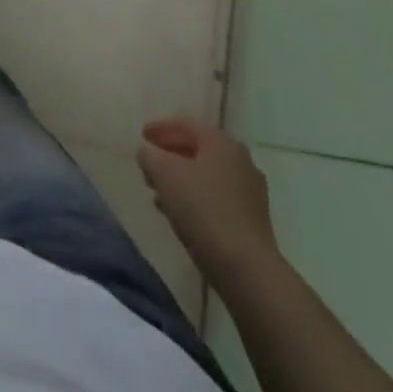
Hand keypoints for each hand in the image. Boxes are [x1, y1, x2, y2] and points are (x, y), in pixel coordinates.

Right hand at [137, 116, 278, 281]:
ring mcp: (250, 191)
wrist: (246, 268)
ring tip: (157, 191)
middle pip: (198, 148)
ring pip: (206, 175)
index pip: (186, 123)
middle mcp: (240, 160)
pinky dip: (195, 198)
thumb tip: (147, 152)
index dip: (160, 127)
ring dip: (180, 179)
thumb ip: (149, 155)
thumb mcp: (164, 173)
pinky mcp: (251, 220)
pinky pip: (216, 198)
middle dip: (170, 154)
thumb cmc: (202, 208)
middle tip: (148, 163)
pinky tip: (178, 213)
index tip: (141, 136)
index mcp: (221, 142)